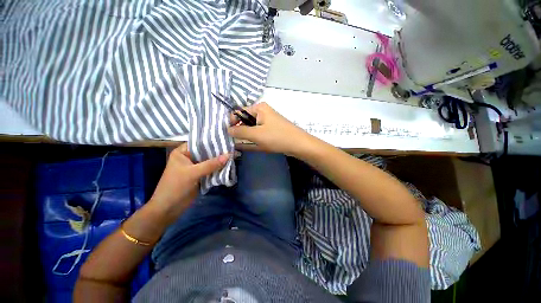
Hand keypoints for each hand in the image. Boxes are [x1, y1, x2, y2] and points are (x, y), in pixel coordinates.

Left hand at [148, 143, 229, 223]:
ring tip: (233, 155)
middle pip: (206, 152)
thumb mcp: (193, 173)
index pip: (199, 143)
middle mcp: (189, 157)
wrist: (169, 208)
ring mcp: (195, 167)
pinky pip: (211, 169)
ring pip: (210, 161)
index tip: (226, 139)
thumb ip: (211, 164)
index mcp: (182, 152)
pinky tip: (229, 165)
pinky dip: (218, 168)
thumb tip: (229, 155)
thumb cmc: (176, 186)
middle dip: (218, 152)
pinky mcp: (200, 175)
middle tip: (232, 147)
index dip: (212, 141)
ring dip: (219, 160)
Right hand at [227, 102, 312, 155]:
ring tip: (234, 145)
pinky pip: (257, 135)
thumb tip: (227, 129)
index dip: (231, 122)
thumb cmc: (277, 137)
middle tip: (229, 141)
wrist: (298, 145)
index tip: (226, 134)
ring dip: (244, 137)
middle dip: (237, 131)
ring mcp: (266, 123)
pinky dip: (251, 140)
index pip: (239, 112)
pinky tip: (242, 147)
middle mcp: (262, 113)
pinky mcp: (270, 132)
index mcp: (259, 108)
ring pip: (250, 129)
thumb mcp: (256, 134)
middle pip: (245, 121)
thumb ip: (240, 131)